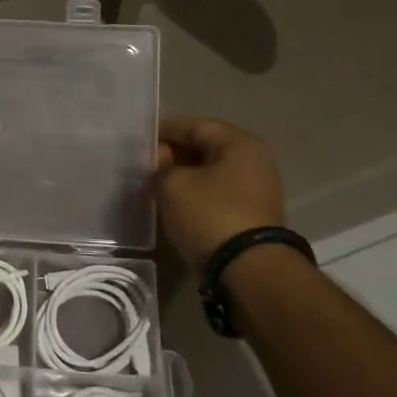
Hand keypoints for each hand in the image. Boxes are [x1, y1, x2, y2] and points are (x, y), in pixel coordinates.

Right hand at [154, 116, 287, 265]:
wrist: (249, 271)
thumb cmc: (210, 214)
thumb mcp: (173, 185)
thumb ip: (161, 168)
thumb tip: (161, 168)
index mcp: (239, 143)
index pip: (195, 125)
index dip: (164, 131)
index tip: (139, 142)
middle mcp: (254, 161)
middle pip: (205, 148)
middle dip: (173, 155)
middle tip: (144, 167)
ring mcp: (257, 191)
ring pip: (211, 175)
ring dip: (184, 178)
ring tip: (155, 187)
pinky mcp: (252, 218)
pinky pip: (217, 197)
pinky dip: (196, 197)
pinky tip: (175, 207)